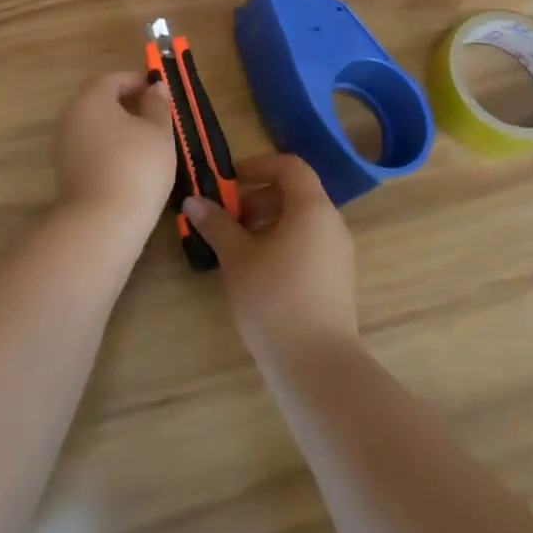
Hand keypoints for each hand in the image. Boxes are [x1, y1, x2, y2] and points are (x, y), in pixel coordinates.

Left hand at [52, 71, 175, 229]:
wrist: (102, 223)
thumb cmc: (136, 166)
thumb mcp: (159, 131)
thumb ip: (157, 105)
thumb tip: (155, 87)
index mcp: (91, 99)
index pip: (113, 79)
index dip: (137, 81)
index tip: (159, 90)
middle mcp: (71, 117)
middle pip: (100, 101)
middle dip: (128, 103)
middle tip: (156, 114)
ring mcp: (64, 146)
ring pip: (95, 126)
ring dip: (119, 127)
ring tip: (148, 140)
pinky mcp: (66, 172)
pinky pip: (90, 148)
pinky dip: (110, 147)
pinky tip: (131, 163)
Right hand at [181, 153, 357, 369]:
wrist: (317, 366)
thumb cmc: (274, 299)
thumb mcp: (237, 258)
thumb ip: (217, 224)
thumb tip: (193, 201)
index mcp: (312, 208)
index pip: (290, 166)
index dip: (258, 166)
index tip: (229, 182)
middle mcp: (332, 223)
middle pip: (296, 193)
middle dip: (259, 197)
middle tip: (228, 217)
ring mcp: (339, 253)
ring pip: (302, 221)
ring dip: (269, 222)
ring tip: (238, 247)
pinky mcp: (338, 280)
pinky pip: (309, 244)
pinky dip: (283, 243)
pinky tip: (259, 271)